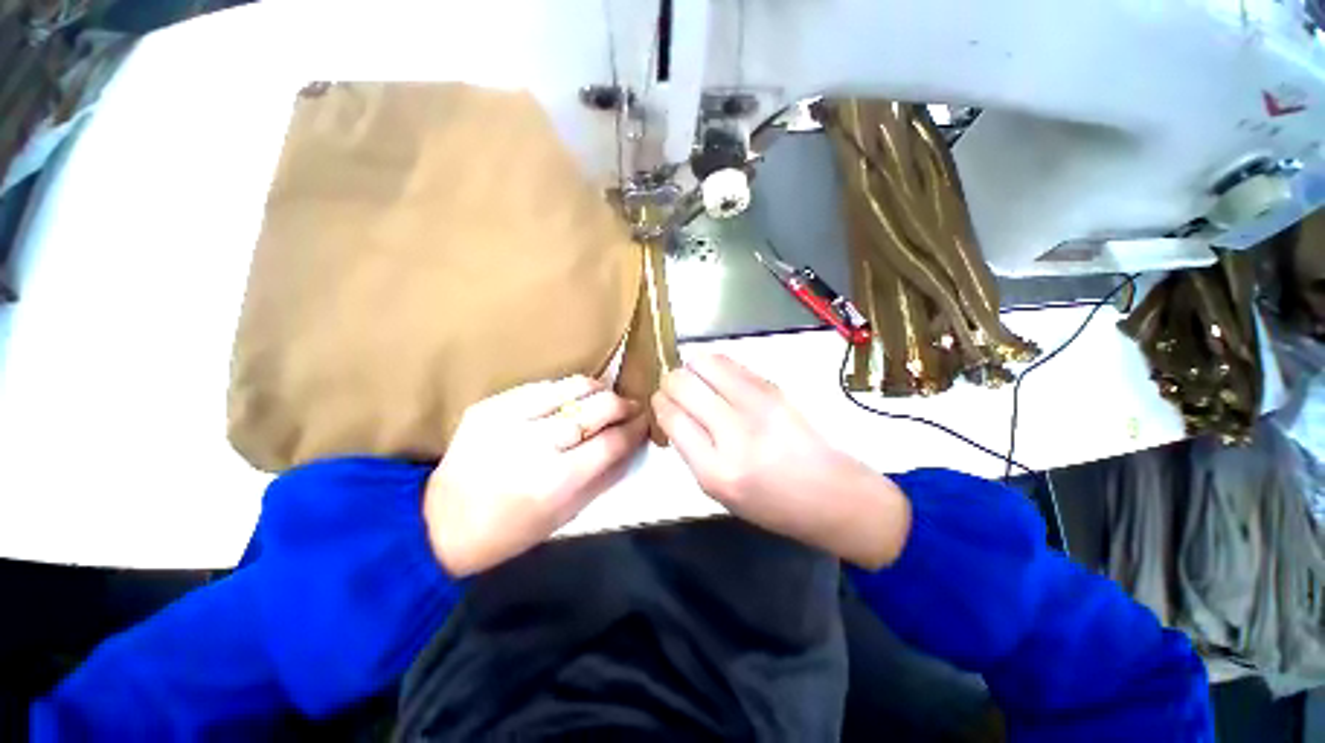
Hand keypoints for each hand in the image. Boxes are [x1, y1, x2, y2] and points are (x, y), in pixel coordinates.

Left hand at [424, 376, 647, 576]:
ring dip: (597, 390)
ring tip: (605, 396)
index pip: (612, 442)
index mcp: (556, 481)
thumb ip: (604, 477)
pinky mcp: (489, 406)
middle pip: (597, 408)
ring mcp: (509, 419)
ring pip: (571, 388)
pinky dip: (564, 390)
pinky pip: (541, 387)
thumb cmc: (510, 531)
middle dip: (622, 404)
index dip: (635, 428)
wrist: (438, 523)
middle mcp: (535, 444)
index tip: (645, 421)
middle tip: (631, 406)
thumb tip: (631, 444)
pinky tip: (570, 399)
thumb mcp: (565, 516)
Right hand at [652, 355, 910, 569]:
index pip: (671, 417)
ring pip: (703, 363)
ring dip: (691, 368)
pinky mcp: (773, 388)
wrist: (829, 493)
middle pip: (682, 384)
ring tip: (697, 381)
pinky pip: (729, 362)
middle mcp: (734, 433)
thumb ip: (690, 450)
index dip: (660, 403)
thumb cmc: (770, 502)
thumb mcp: (717, 491)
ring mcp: (757, 405)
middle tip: (675, 390)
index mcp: (715, 470)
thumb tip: (672, 409)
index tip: (661, 402)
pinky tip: (718, 380)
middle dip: (670, 382)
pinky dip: (714, 365)